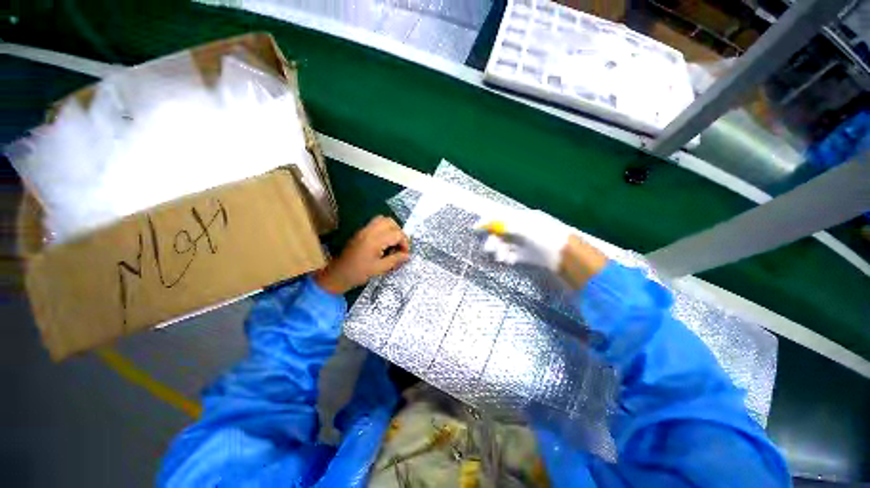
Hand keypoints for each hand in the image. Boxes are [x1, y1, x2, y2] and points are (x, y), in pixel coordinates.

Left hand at [316, 216, 410, 293]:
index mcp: (375, 240)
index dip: (405, 243)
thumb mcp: (380, 268)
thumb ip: (395, 259)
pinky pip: (375, 224)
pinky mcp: (360, 232)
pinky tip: (383, 243)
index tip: (405, 254)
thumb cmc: (359, 273)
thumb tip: (408, 255)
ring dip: (391, 229)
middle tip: (400, 246)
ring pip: (383, 220)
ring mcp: (364, 230)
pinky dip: (384, 229)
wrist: (338, 274)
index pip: (397, 234)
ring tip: (393, 243)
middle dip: (399, 233)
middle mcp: (369, 231)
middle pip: (390, 222)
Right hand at [475, 209, 606, 289]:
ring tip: (501, 257)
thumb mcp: (523, 227)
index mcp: (520, 219)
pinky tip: (508, 260)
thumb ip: (503, 225)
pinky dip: (506, 257)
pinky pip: (509, 255)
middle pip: (499, 233)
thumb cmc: (545, 236)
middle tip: (491, 248)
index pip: (499, 218)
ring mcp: (521, 243)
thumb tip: (485, 222)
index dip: (487, 222)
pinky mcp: (523, 256)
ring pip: (502, 245)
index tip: (476, 228)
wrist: (564, 255)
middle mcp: (519, 229)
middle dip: (492, 240)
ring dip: (498, 250)